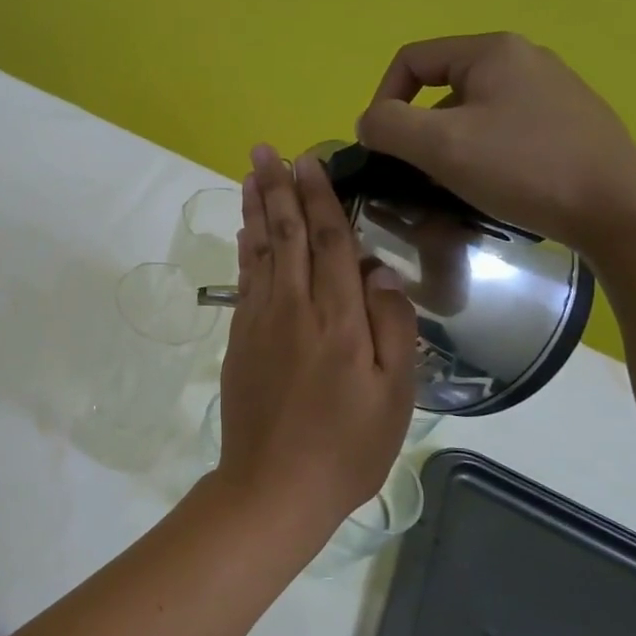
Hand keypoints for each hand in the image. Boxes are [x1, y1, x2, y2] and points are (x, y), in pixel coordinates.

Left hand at [216, 145, 417, 524]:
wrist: (274, 486)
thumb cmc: (346, 447)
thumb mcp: (395, 397)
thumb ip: (392, 328)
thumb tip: (380, 273)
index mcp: (338, 319)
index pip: (329, 242)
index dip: (319, 198)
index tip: (308, 161)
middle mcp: (293, 309)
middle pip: (287, 235)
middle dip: (277, 189)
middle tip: (265, 149)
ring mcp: (260, 322)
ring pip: (260, 252)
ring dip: (256, 209)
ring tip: (251, 175)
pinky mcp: (240, 340)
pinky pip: (245, 281)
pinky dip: (245, 250)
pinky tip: (246, 233)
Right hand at [356, 32, 635, 251]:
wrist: (617, 209)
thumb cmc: (522, 167)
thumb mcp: (441, 145)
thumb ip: (389, 126)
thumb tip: (368, 122)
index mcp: (492, 51)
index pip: (411, 60)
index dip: (383, 99)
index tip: (381, 145)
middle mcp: (524, 59)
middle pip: (441, 86)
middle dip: (418, 128)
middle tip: (416, 171)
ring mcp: (550, 90)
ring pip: (471, 111)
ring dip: (447, 144)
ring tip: (451, 184)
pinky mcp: (566, 122)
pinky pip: (501, 128)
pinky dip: (480, 152)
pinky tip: (489, 185)